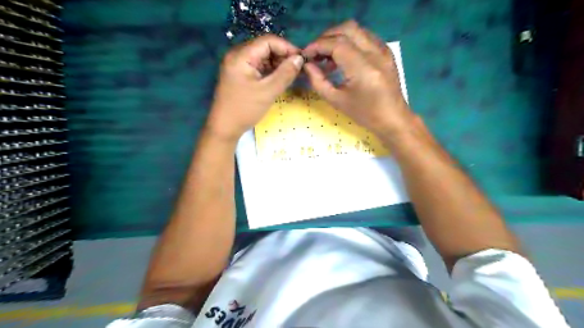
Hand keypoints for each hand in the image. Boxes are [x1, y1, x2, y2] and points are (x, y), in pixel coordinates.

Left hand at [206, 33, 305, 141]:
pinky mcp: (240, 74)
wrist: (224, 127)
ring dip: (278, 64)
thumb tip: (299, 58)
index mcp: (241, 56)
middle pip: (265, 48)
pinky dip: (270, 71)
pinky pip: (258, 67)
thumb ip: (285, 74)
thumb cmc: (245, 109)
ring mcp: (237, 65)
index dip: (287, 47)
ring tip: (292, 74)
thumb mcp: (268, 92)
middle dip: (283, 56)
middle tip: (299, 68)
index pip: (268, 41)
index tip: (301, 59)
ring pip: (263, 57)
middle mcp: (238, 55)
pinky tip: (281, 78)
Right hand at [304, 20, 412, 136]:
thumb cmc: (364, 114)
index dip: (318, 46)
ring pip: (357, 30)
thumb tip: (307, 65)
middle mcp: (375, 53)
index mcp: (363, 69)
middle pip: (347, 29)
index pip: (337, 44)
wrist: (392, 118)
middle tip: (316, 53)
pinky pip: (365, 36)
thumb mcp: (336, 101)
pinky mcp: (386, 51)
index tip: (306, 55)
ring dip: (338, 38)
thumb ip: (318, 81)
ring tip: (328, 57)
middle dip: (326, 37)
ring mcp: (383, 50)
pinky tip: (344, 57)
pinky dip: (350, 41)